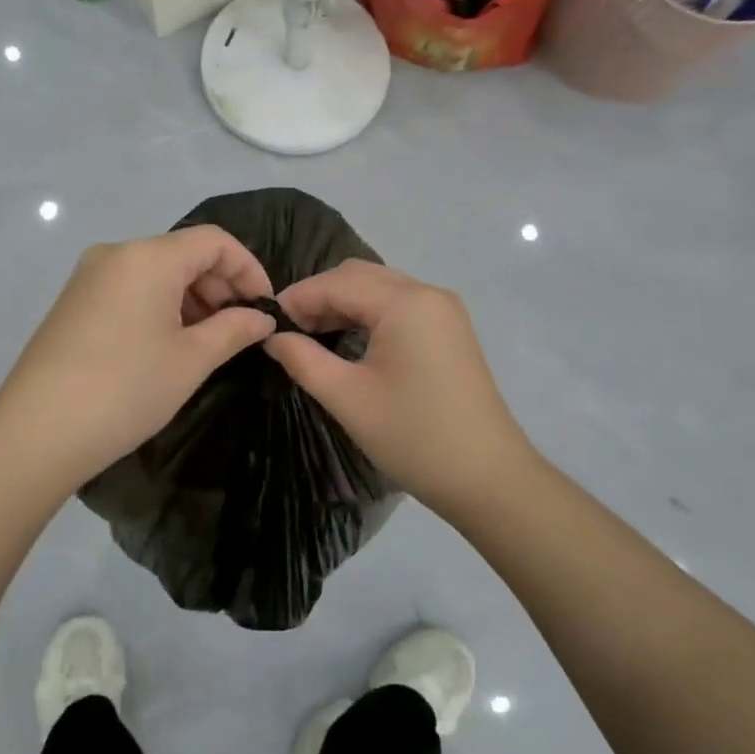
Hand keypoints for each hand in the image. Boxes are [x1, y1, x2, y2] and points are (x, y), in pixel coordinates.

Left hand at [0, 226, 275, 492]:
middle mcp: (116, 253)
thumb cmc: (126, 389)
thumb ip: (234, 330)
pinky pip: (130, 288)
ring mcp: (89, 277)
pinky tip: (168, 343)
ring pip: (156, 271)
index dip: (248, 269)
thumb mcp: (191, 360)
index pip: (214, 241)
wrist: (36, 432)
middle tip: (240, 329)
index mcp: (148, 257)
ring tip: (208, 341)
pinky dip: (160, 305)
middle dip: (220, 285)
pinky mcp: (74, 302)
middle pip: (184, 253)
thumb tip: (263, 318)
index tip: (265, 309)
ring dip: (191, 297)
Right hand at [263, 260, 533, 511]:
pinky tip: (347, 339)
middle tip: (288, 330)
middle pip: (360, 275)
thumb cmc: (414, 437)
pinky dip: (368, 314)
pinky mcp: (450, 329)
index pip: (337, 282)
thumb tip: (271, 336)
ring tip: (311, 335)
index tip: (265, 322)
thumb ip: (303, 359)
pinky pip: (399, 305)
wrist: (488, 477)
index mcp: (406, 302)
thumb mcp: (348, 398)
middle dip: (320, 296)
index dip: (298, 297)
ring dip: (343, 303)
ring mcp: (443, 310)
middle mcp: (427, 293)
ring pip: (380, 288)